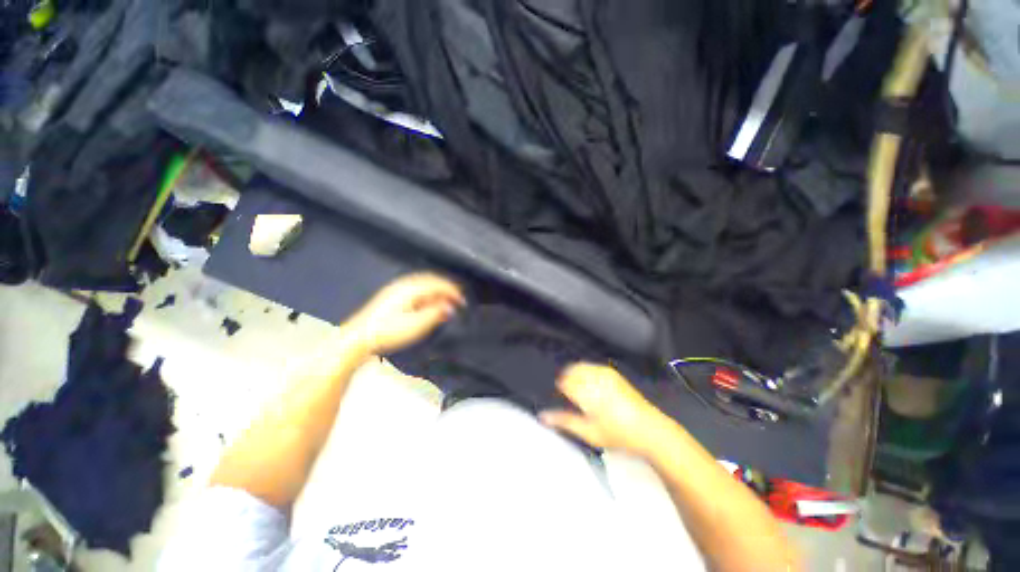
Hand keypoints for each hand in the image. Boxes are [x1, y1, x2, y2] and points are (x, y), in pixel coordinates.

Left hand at [343, 273, 464, 354]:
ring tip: (446, 299)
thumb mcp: (416, 325)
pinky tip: (428, 301)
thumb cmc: (389, 332)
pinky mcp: (392, 295)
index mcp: (412, 289)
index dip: (453, 292)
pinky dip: (428, 291)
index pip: (438, 284)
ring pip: (423, 283)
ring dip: (437, 289)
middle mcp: (405, 284)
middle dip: (447, 288)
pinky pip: (416, 287)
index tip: (463, 302)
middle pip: (431, 280)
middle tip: (458, 298)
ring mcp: (396, 288)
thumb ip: (435, 313)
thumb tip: (450, 306)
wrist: (359, 337)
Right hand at [541, 363, 669, 457]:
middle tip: (569, 398)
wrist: (649, 429)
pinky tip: (589, 386)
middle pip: (570, 371)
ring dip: (574, 376)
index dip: (559, 390)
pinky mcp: (612, 373)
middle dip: (566, 381)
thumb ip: (564, 421)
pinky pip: (590, 366)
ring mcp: (604, 373)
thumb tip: (542, 415)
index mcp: (588, 392)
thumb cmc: (618, 435)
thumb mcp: (588, 432)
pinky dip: (584, 372)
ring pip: (579, 367)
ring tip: (579, 393)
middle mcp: (595, 378)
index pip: (563, 382)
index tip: (560, 399)